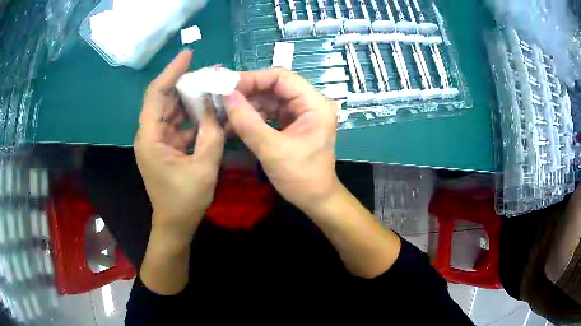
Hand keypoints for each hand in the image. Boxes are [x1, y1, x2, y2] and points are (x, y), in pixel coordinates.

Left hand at [134, 51, 224, 238]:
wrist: (175, 225)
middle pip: (164, 99)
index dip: (171, 72)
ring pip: (172, 111)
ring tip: (211, 88)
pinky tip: (209, 112)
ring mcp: (157, 141)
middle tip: (208, 73)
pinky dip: (192, 118)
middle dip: (184, 84)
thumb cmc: (184, 200)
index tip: (188, 55)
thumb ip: (211, 133)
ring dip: (190, 100)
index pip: (156, 94)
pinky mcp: (165, 148)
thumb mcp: (203, 166)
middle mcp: (149, 135)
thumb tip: (214, 106)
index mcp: (150, 137)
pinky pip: (178, 125)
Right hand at [223, 69, 338, 212]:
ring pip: (270, 98)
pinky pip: (271, 112)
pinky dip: (253, 116)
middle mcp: (310, 103)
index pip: (281, 77)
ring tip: (223, 111)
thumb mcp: (271, 150)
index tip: (227, 86)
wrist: (316, 200)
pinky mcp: (294, 123)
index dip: (253, 78)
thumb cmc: (300, 178)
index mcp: (314, 104)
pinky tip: (234, 122)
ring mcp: (302, 113)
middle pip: (275, 86)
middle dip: (247, 91)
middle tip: (221, 98)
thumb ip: (247, 121)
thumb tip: (226, 95)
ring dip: (247, 104)